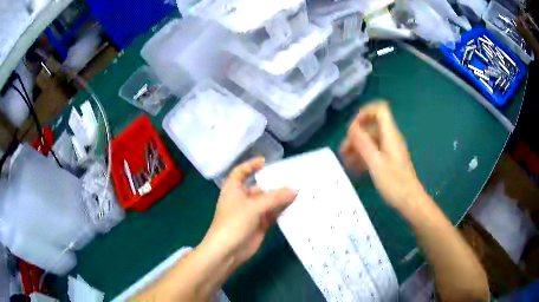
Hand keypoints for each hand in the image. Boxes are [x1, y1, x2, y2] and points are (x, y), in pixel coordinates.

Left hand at [203, 157, 296, 267]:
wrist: (227, 252)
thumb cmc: (233, 223)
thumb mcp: (253, 207)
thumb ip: (274, 198)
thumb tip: (295, 189)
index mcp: (234, 189)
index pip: (240, 172)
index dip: (250, 165)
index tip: (265, 161)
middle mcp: (243, 199)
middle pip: (259, 187)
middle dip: (274, 184)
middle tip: (294, 178)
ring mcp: (252, 213)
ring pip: (269, 202)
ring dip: (281, 198)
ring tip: (300, 191)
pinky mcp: (260, 225)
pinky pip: (273, 215)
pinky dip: (282, 211)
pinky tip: (296, 207)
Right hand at [340, 101, 424, 209]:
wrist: (409, 201)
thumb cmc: (395, 182)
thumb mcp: (376, 163)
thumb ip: (363, 143)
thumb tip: (351, 127)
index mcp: (390, 135)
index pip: (380, 110)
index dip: (365, 113)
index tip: (353, 127)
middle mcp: (390, 139)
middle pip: (372, 127)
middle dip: (356, 135)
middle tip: (343, 150)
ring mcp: (389, 150)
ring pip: (371, 141)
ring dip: (357, 148)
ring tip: (345, 161)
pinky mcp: (388, 161)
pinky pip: (373, 153)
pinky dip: (363, 157)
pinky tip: (354, 168)